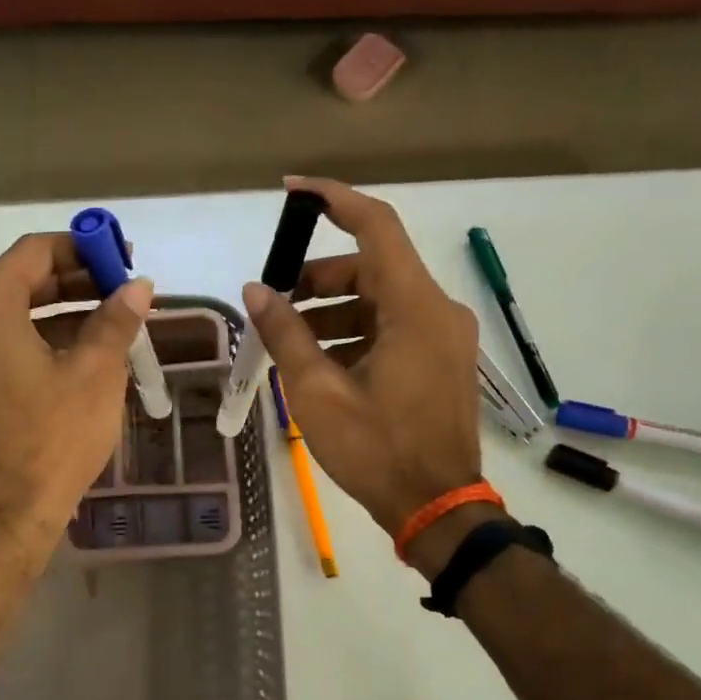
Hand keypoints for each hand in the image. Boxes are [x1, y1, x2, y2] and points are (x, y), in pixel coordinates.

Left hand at [0, 234, 151, 563]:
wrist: (2, 517)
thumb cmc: (52, 438)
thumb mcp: (95, 374)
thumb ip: (115, 320)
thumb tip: (138, 286)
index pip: (35, 252)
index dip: (83, 248)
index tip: (123, 259)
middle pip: (21, 282)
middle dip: (76, 281)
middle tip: (124, 291)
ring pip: (12, 317)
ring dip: (61, 314)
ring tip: (112, 323)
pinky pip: (1, 348)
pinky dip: (40, 343)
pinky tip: (81, 357)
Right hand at [245, 178, 496, 565]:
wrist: (438, 508)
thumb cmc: (377, 451)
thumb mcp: (318, 392)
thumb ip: (286, 333)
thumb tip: (256, 291)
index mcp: (415, 308)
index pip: (376, 227)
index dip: (333, 200)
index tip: (291, 191)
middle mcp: (438, 311)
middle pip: (373, 267)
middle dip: (319, 276)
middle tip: (275, 299)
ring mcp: (444, 338)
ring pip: (381, 300)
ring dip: (335, 309)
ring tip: (290, 338)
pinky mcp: (441, 362)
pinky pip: (394, 328)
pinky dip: (356, 333)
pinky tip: (323, 363)